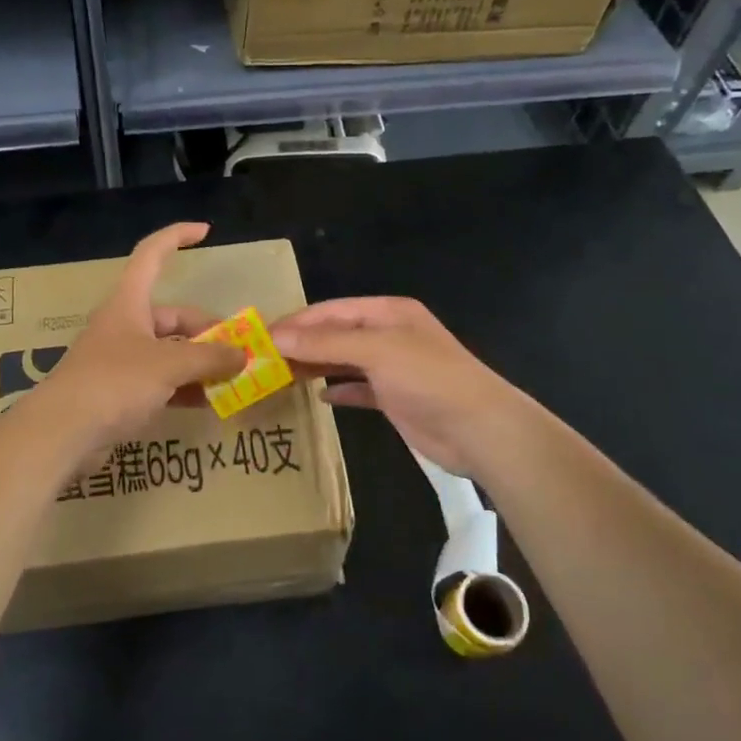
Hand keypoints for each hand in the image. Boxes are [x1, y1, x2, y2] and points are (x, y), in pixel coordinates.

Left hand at [35, 222, 245, 450]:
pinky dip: (186, 388)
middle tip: (241, 352)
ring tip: (235, 379)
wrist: (61, 433)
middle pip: (173, 317)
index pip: (152, 255)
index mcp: (129, 303)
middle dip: (208, 332)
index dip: (176, 237)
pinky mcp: (120, 393)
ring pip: (170, 352)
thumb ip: (209, 357)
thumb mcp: (168, 365)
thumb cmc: (114, 382)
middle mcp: (125, 325)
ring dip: (201, 363)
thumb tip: (243, 355)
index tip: (206, 231)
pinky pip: (162, 382)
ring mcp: (122, 360)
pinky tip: (211, 402)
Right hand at [270, 297, 527, 477]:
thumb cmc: (428, 378)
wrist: (479, 429)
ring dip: (314, 366)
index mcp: (387, 312)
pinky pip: (357, 388)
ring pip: (343, 361)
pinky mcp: (394, 398)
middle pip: (335, 334)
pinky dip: (338, 390)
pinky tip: (318, 396)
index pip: (331, 310)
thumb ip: (325, 342)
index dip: (296, 322)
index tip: (260, 337)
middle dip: (301, 345)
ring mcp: (392, 367)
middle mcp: (388, 334)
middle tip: (262, 360)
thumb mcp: (376, 351)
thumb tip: (276, 337)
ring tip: (279, 377)